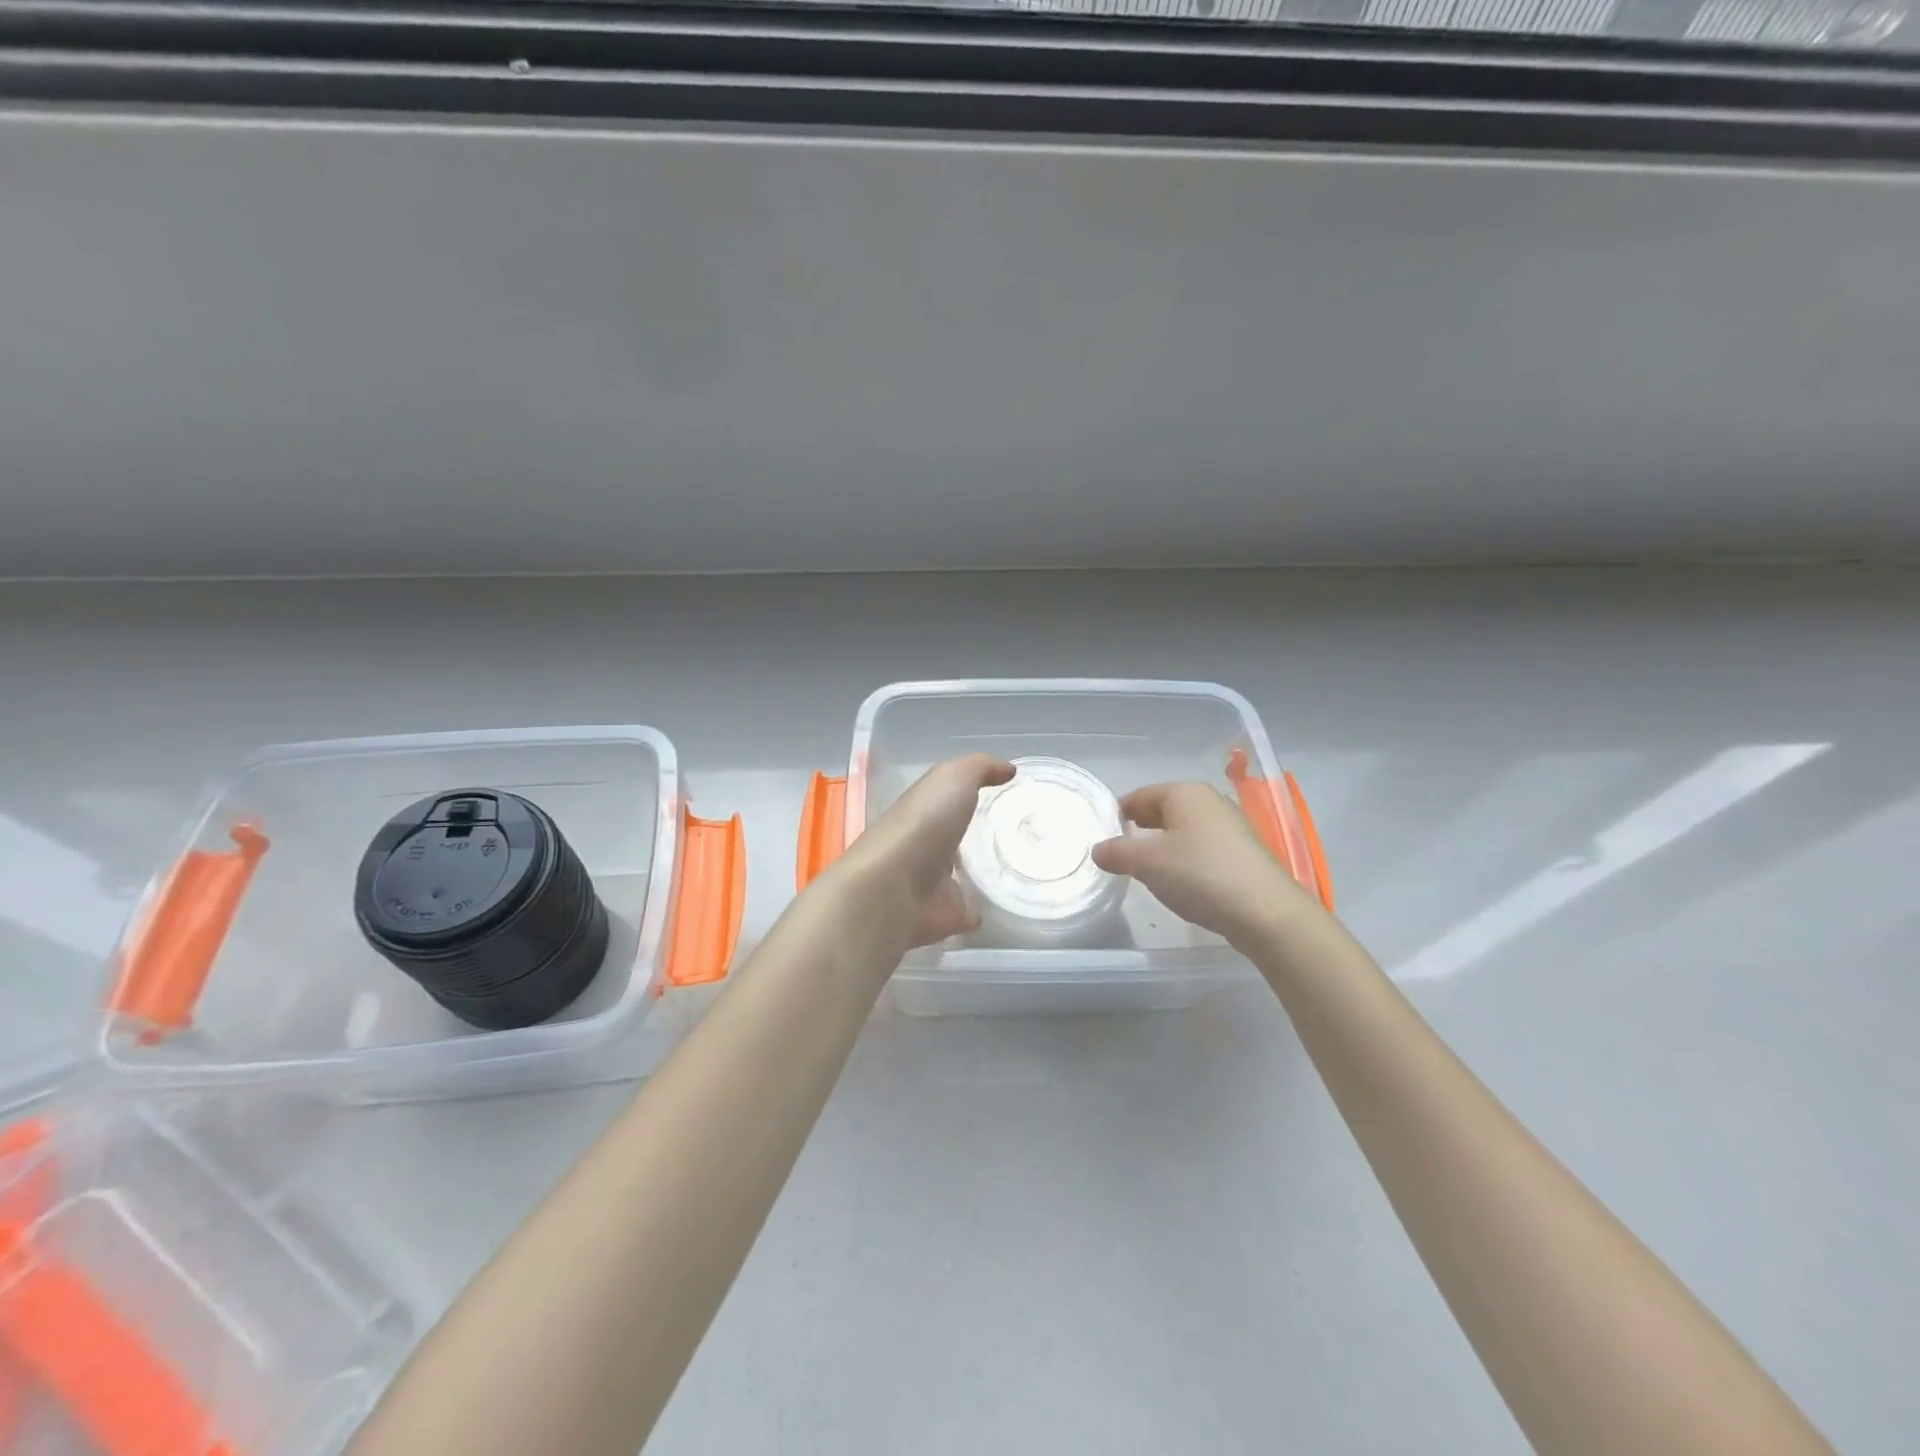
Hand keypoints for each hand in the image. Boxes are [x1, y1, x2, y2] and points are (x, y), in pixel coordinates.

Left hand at [833, 754, 1013, 947]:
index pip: (947, 799)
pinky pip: (960, 914)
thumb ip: (979, 768)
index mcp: (922, 811)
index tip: (1005, 795)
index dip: (969, 794)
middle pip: (951, 838)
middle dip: (973, 835)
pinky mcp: (936, 919)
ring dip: (974, 874)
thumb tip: (1007, 769)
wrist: (889, 892)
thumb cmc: (922, 827)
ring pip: (955, 876)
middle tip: (1015, 834)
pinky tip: (993, 910)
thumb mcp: (953, 779)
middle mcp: (921, 845)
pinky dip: (974, 912)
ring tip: (1012, 871)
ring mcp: (927, 885)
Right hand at [1091, 782, 1319, 948]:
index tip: (1101, 832)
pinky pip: (1201, 847)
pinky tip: (1178, 880)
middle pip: (1163, 809)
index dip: (1118, 812)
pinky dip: (1184, 858)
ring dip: (1162, 844)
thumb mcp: (1147, 863)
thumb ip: (1117, 853)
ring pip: (1183, 829)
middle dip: (1139, 827)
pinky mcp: (1242, 853)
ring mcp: (1229, 826)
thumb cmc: (1200, 874)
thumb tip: (1097, 849)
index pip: (1140, 795)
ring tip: (1144, 868)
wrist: (1265, 912)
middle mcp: (1209, 801)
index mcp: (1184, 792)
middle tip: (1117, 850)